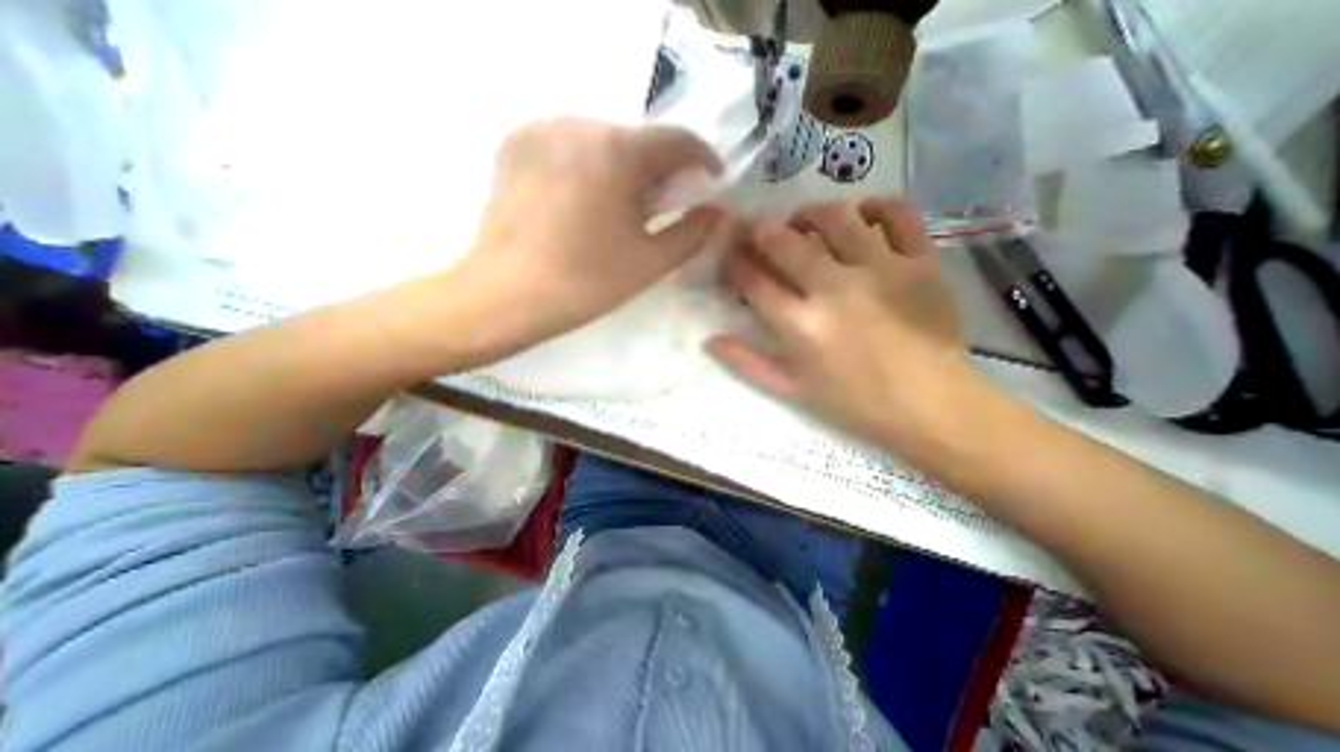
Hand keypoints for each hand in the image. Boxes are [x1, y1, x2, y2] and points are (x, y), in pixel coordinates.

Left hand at [450, 118, 729, 359]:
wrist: (505, 295)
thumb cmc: (586, 282)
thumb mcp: (650, 262)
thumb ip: (692, 233)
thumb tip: (718, 212)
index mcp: (617, 150)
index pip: (678, 139)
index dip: (703, 159)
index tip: (711, 182)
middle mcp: (578, 123)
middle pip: (637, 140)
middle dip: (659, 170)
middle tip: (663, 206)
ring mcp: (540, 130)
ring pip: (601, 141)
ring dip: (622, 169)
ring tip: (619, 209)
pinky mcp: (514, 145)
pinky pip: (567, 147)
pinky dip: (586, 167)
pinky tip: (582, 202)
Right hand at [710, 196, 980, 453]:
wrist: (931, 405)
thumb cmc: (855, 403)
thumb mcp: (792, 390)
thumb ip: (747, 363)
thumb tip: (709, 339)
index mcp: (801, 326)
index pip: (753, 281)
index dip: (734, 263)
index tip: (730, 257)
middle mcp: (834, 289)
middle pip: (785, 242)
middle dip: (759, 230)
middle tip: (755, 229)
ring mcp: (880, 269)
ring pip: (836, 217)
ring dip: (809, 213)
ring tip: (802, 220)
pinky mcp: (920, 261)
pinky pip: (898, 215)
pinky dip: (877, 205)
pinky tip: (862, 213)